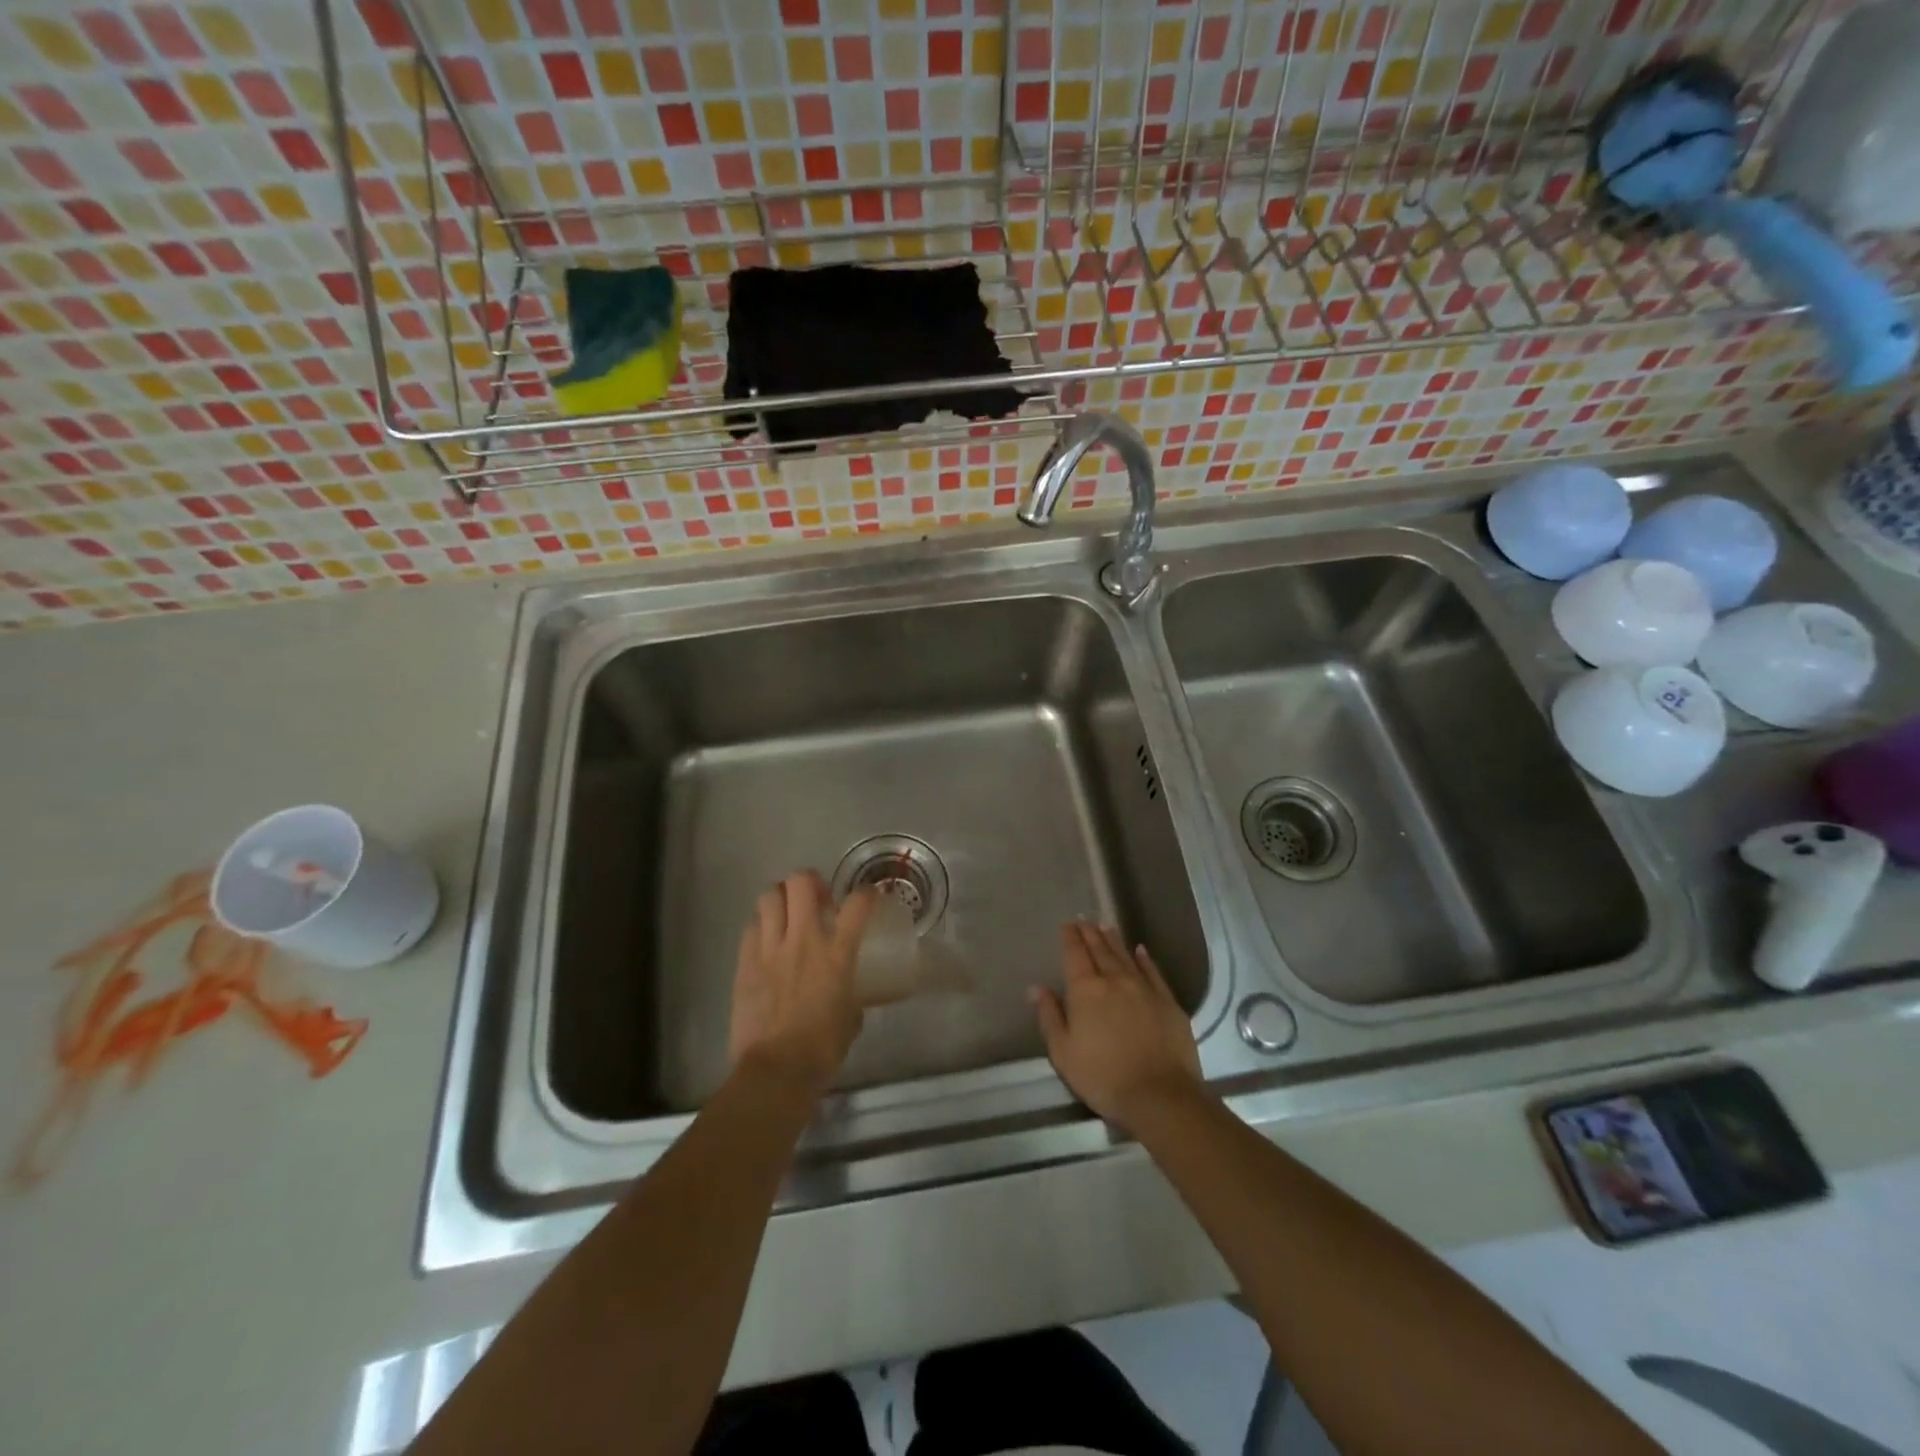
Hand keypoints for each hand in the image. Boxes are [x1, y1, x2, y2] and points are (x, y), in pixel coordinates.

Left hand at [729, 872, 877, 1095]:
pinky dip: (761, 925)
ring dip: (781, 898)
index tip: (868, 897)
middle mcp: (804, 940)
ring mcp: (770, 948)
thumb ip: (852, 994)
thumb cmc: (822, 1049)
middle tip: (817, 898)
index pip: (858, 904)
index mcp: (837, 953)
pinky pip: (751, 926)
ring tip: (787, 912)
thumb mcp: (852, 1017)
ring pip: (770, 896)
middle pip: (801, 882)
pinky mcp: (745, 963)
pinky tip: (767, 939)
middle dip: (811, 882)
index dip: (867, 892)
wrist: (776, 1070)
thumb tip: (849, 993)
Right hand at [1031, 921, 1204, 1131]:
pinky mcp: (1168, 1002)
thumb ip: (1050, 1016)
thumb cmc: (1103, 1077)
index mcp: (1086, 990)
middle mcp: (1114, 980)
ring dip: (1114, 940)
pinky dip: (1145, 959)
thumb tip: (1036, 987)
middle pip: (1100, 950)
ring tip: (1106, 925)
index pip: (1075, 955)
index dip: (1070, 938)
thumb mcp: (1063, 1053)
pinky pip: (1153, 972)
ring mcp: (1144, 989)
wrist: (1160, 1095)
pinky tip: (1141, 950)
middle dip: (1090, 933)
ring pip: (1125, 956)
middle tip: (1084, 918)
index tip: (1067, 924)